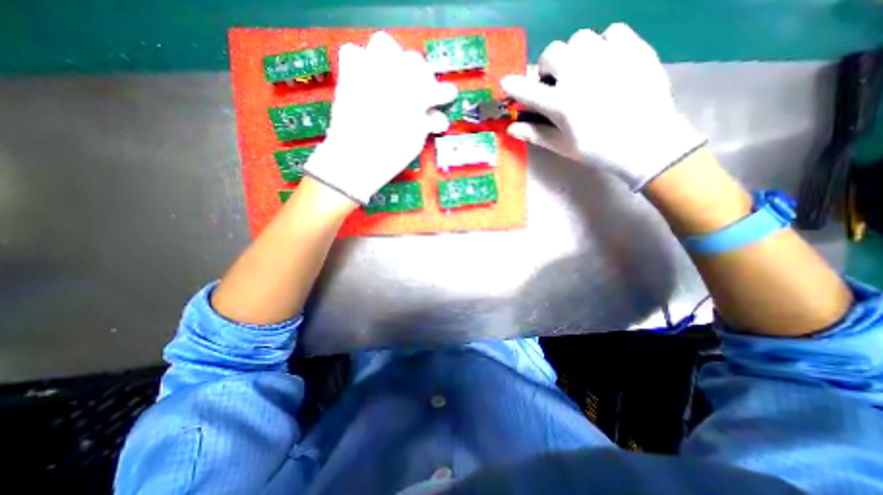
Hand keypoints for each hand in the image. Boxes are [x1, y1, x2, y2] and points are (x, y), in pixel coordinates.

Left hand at [308, 28, 458, 202]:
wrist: (354, 160)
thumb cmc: (390, 156)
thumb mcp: (416, 141)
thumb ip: (427, 122)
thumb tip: (436, 115)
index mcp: (416, 97)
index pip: (438, 87)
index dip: (445, 93)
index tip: (447, 97)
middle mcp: (394, 76)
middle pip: (415, 61)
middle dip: (422, 76)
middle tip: (422, 93)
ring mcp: (368, 72)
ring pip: (385, 44)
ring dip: (394, 59)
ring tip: (395, 78)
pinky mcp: (348, 75)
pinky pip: (354, 53)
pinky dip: (362, 61)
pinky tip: (368, 78)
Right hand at [499, 23, 709, 191]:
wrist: (647, 142)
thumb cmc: (598, 149)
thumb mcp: (562, 146)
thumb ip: (534, 133)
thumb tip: (510, 128)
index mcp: (560, 103)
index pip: (526, 89)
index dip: (513, 86)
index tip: (506, 83)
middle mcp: (579, 74)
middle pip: (551, 53)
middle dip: (547, 68)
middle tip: (555, 82)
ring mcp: (607, 56)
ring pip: (579, 39)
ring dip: (573, 54)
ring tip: (582, 71)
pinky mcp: (633, 47)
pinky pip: (611, 32)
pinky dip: (602, 45)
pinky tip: (606, 63)